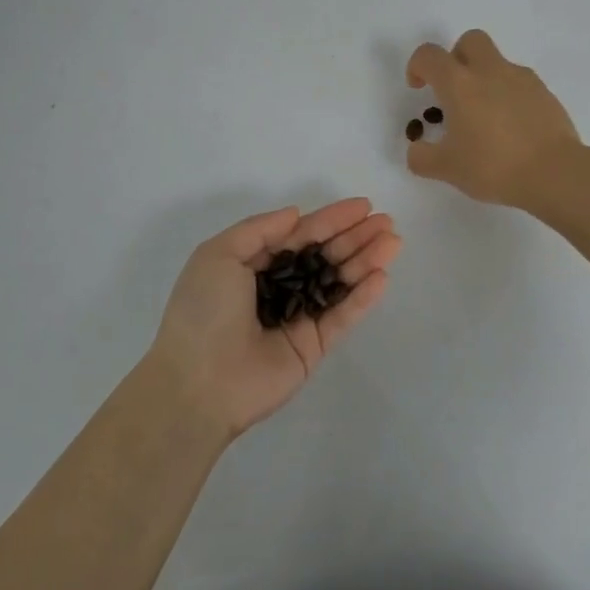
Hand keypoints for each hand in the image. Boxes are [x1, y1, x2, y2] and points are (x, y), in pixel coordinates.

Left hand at [148, 199, 400, 438]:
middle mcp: (279, 287)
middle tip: (386, 222)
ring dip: (366, 261)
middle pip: (325, 256)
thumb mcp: (219, 255)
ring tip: (393, 242)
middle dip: (355, 237)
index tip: (364, 206)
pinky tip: (381, 277)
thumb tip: (296, 214)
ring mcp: (298, 317)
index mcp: (254, 264)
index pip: (301, 235)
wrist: (197, 383)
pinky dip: (362, 298)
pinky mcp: (313, 347)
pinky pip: (341, 317)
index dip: (331, 219)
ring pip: (338, 283)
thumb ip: (260, 230)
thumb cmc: (203, 311)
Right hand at [405, 30, 583, 209]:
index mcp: (459, 84)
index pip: (430, 55)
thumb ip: (422, 158)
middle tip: (454, 90)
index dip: (418, 65)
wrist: (554, 173)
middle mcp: (490, 71)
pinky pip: (520, 83)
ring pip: (497, 61)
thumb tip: (417, 150)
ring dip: (485, 77)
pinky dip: (509, 95)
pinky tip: (511, 126)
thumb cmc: (493, 166)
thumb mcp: (447, 169)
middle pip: (470, 41)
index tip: (419, 88)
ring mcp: (522, 79)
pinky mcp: (545, 93)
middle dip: (456, 57)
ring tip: (485, 117)